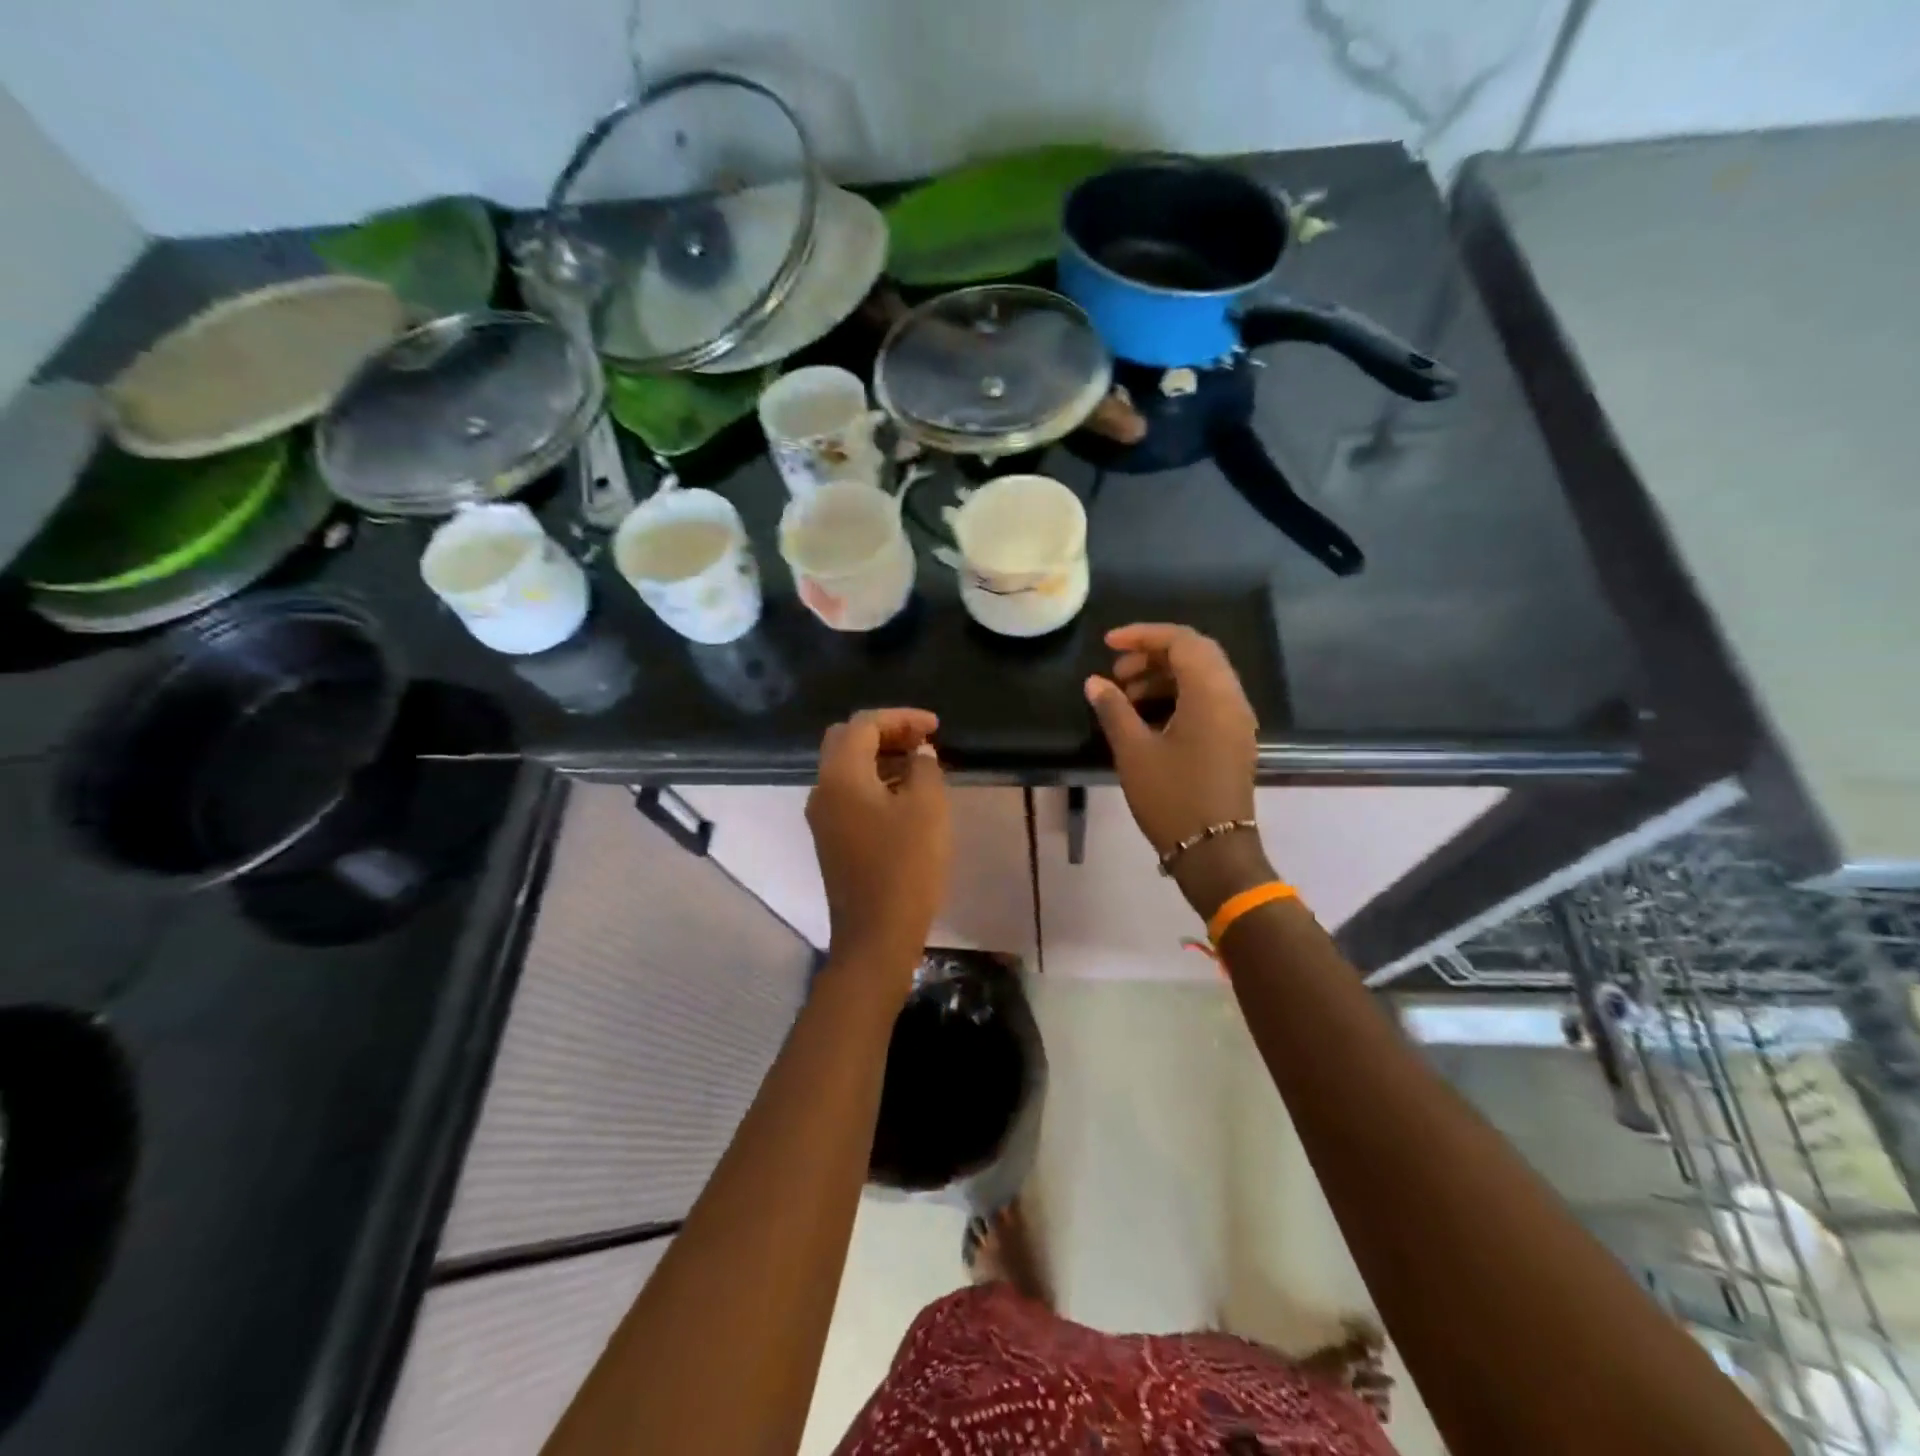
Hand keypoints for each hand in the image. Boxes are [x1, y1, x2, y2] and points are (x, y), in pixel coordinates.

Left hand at [807, 708, 950, 988]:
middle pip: (847, 741)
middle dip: (886, 732)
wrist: (876, 935)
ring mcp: (823, 817)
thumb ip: (924, 768)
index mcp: (840, 776)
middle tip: (923, 740)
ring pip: (847, 768)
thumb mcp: (927, 809)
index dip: (901, 718)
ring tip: (921, 765)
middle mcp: (823, 791)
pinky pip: (850, 794)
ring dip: (881, 757)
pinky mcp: (832, 839)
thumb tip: (918, 753)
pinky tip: (906, 795)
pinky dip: (876, 782)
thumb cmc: (905, 867)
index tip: (936, 727)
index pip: (864, 725)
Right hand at [1085, 625, 1269, 915]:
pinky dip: (1177, 695)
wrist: (1214, 852)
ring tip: (1124, 696)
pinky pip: (1207, 700)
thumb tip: (1095, 682)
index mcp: (1211, 694)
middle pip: (1196, 654)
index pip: (1182, 641)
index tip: (1108, 645)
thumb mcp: (1134, 752)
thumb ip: (1113, 710)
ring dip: (1163, 676)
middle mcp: (1231, 698)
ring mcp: (1236, 720)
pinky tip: (1147, 716)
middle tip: (1117, 672)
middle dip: (1153, 654)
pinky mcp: (1233, 739)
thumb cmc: (1172, 798)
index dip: (1143, 635)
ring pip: (1202, 677)